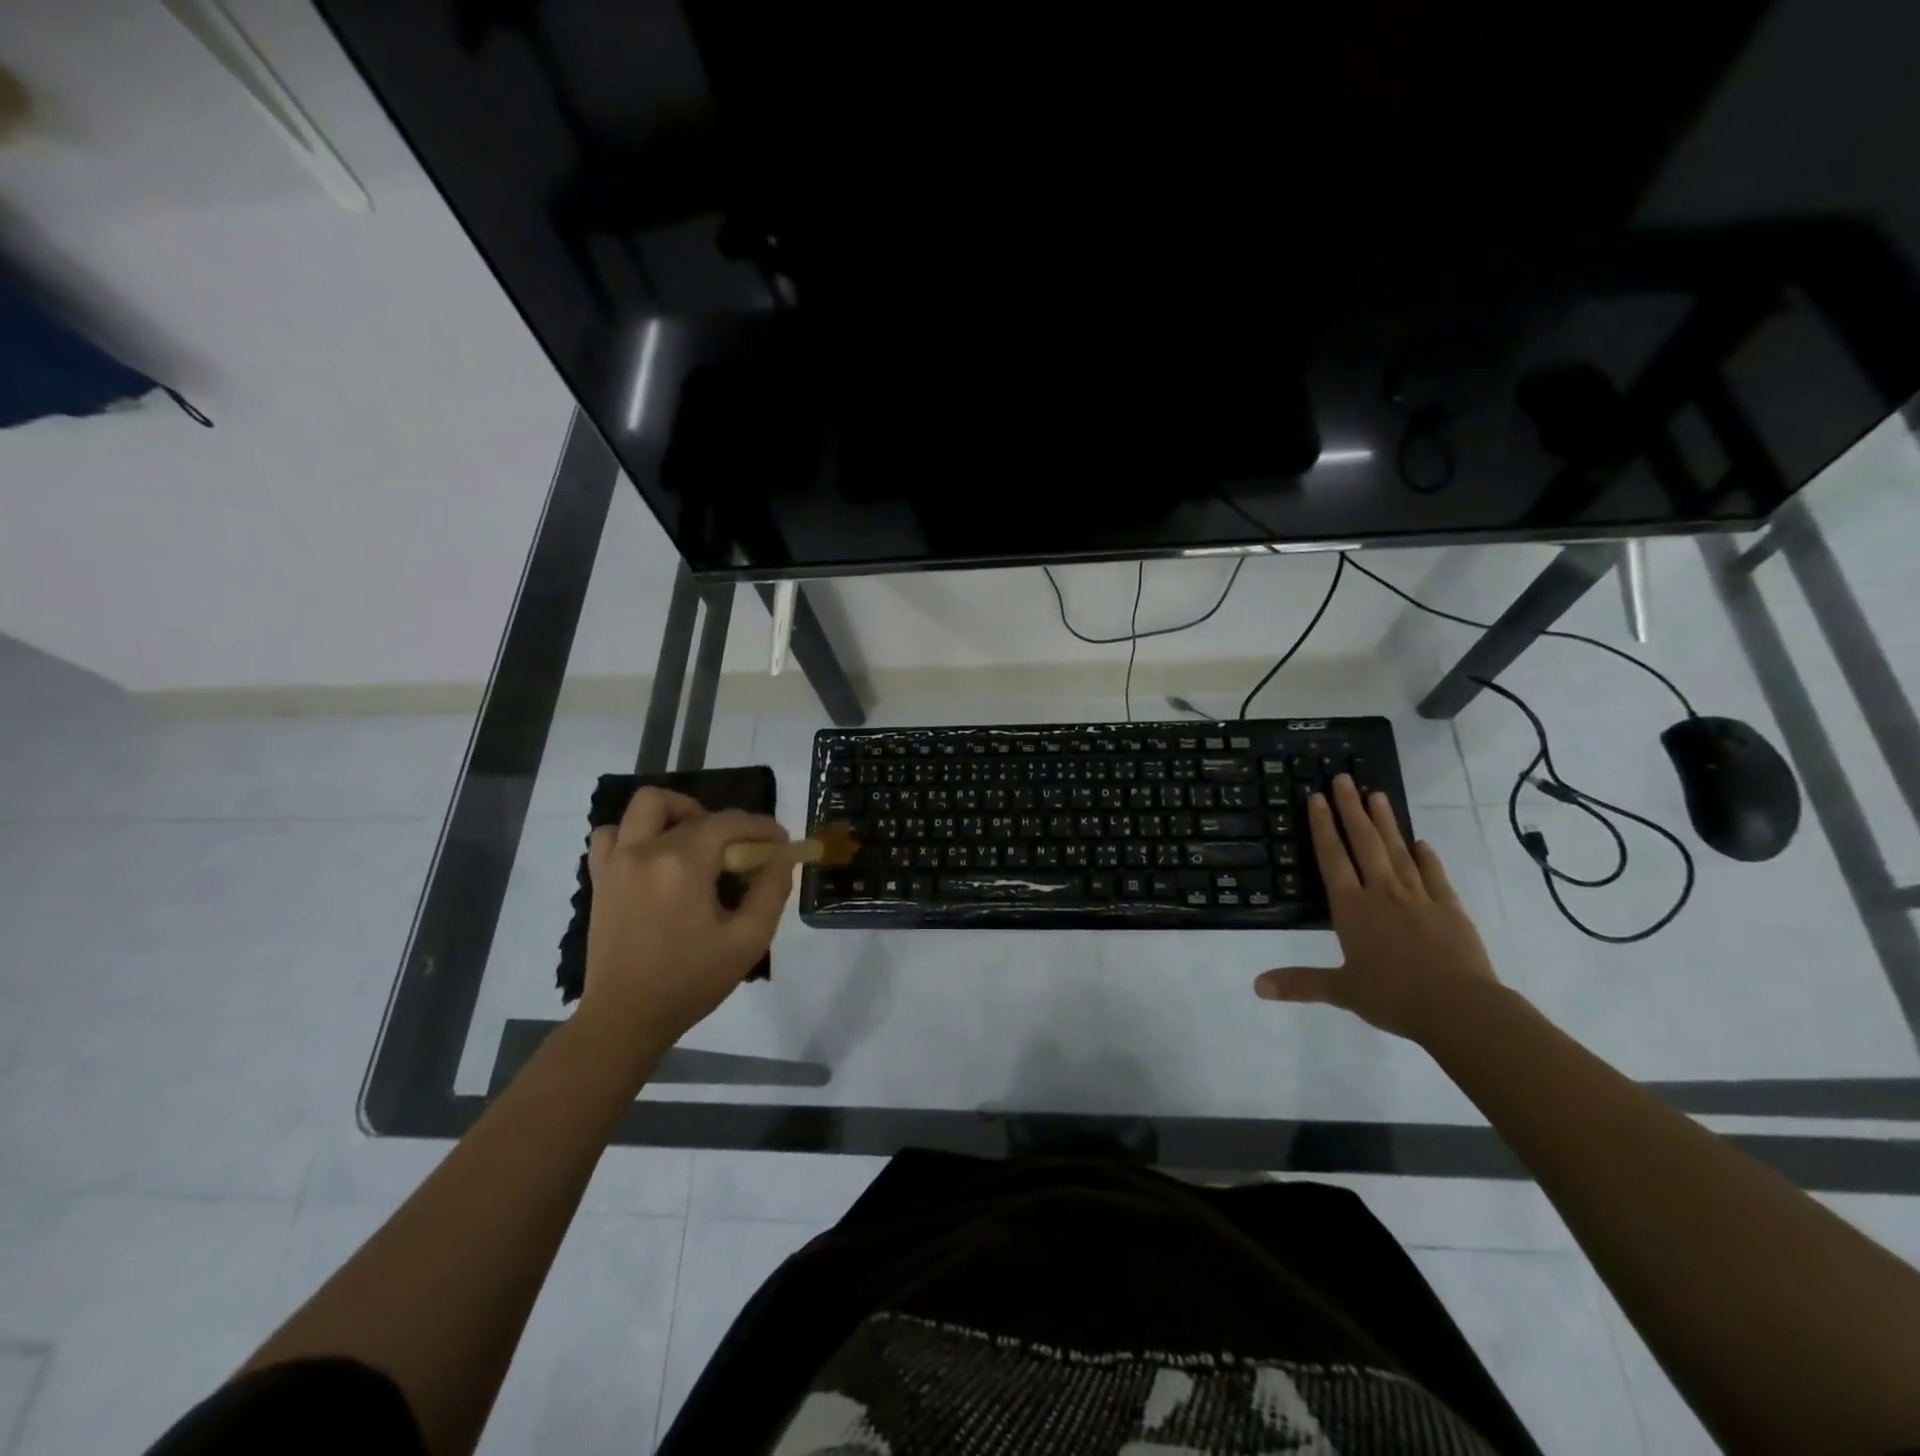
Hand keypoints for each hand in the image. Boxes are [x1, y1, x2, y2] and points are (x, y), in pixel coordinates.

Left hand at [580, 787, 799, 1055]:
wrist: (625, 1018)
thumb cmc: (691, 981)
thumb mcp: (748, 939)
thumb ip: (772, 890)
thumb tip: (785, 854)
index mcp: (683, 863)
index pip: (729, 822)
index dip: (761, 827)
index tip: (781, 844)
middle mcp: (646, 851)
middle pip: (691, 810)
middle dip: (724, 822)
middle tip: (739, 851)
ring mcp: (617, 862)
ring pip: (645, 807)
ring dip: (676, 814)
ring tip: (695, 844)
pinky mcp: (600, 879)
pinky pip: (611, 835)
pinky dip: (634, 834)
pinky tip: (655, 857)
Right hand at [1254, 774, 1500, 1043]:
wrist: (1459, 1008)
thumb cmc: (1393, 996)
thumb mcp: (1341, 990)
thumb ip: (1300, 983)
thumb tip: (1257, 987)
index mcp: (1352, 908)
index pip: (1333, 858)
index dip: (1323, 827)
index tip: (1318, 797)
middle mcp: (1382, 893)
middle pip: (1364, 843)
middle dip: (1351, 810)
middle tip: (1344, 778)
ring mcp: (1418, 897)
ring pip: (1397, 851)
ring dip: (1385, 822)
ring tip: (1376, 795)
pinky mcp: (1449, 908)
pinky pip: (1433, 874)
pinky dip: (1426, 856)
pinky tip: (1421, 842)